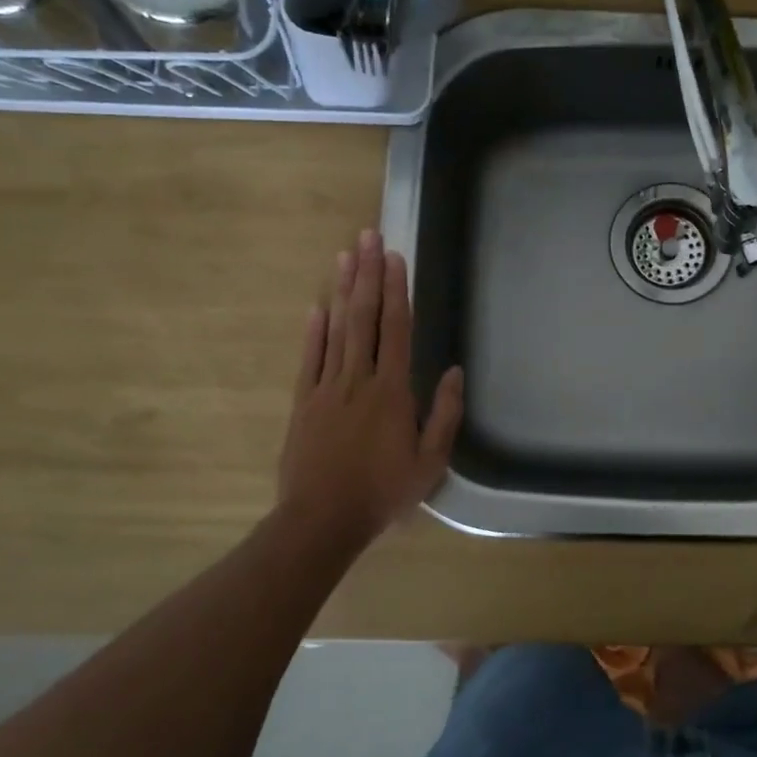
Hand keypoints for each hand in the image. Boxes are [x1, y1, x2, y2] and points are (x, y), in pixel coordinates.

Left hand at [278, 230, 463, 551]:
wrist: (321, 520)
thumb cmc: (383, 492)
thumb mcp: (430, 462)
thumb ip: (444, 414)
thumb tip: (453, 371)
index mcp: (392, 391)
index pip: (396, 328)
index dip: (396, 289)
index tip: (394, 256)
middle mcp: (358, 379)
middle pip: (363, 317)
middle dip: (367, 274)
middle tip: (367, 237)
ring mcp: (325, 389)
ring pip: (335, 330)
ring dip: (341, 291)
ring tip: (344, 256)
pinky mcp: (302, 403)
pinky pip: (309, 359)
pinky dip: (313, 331)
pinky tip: (318, 306)